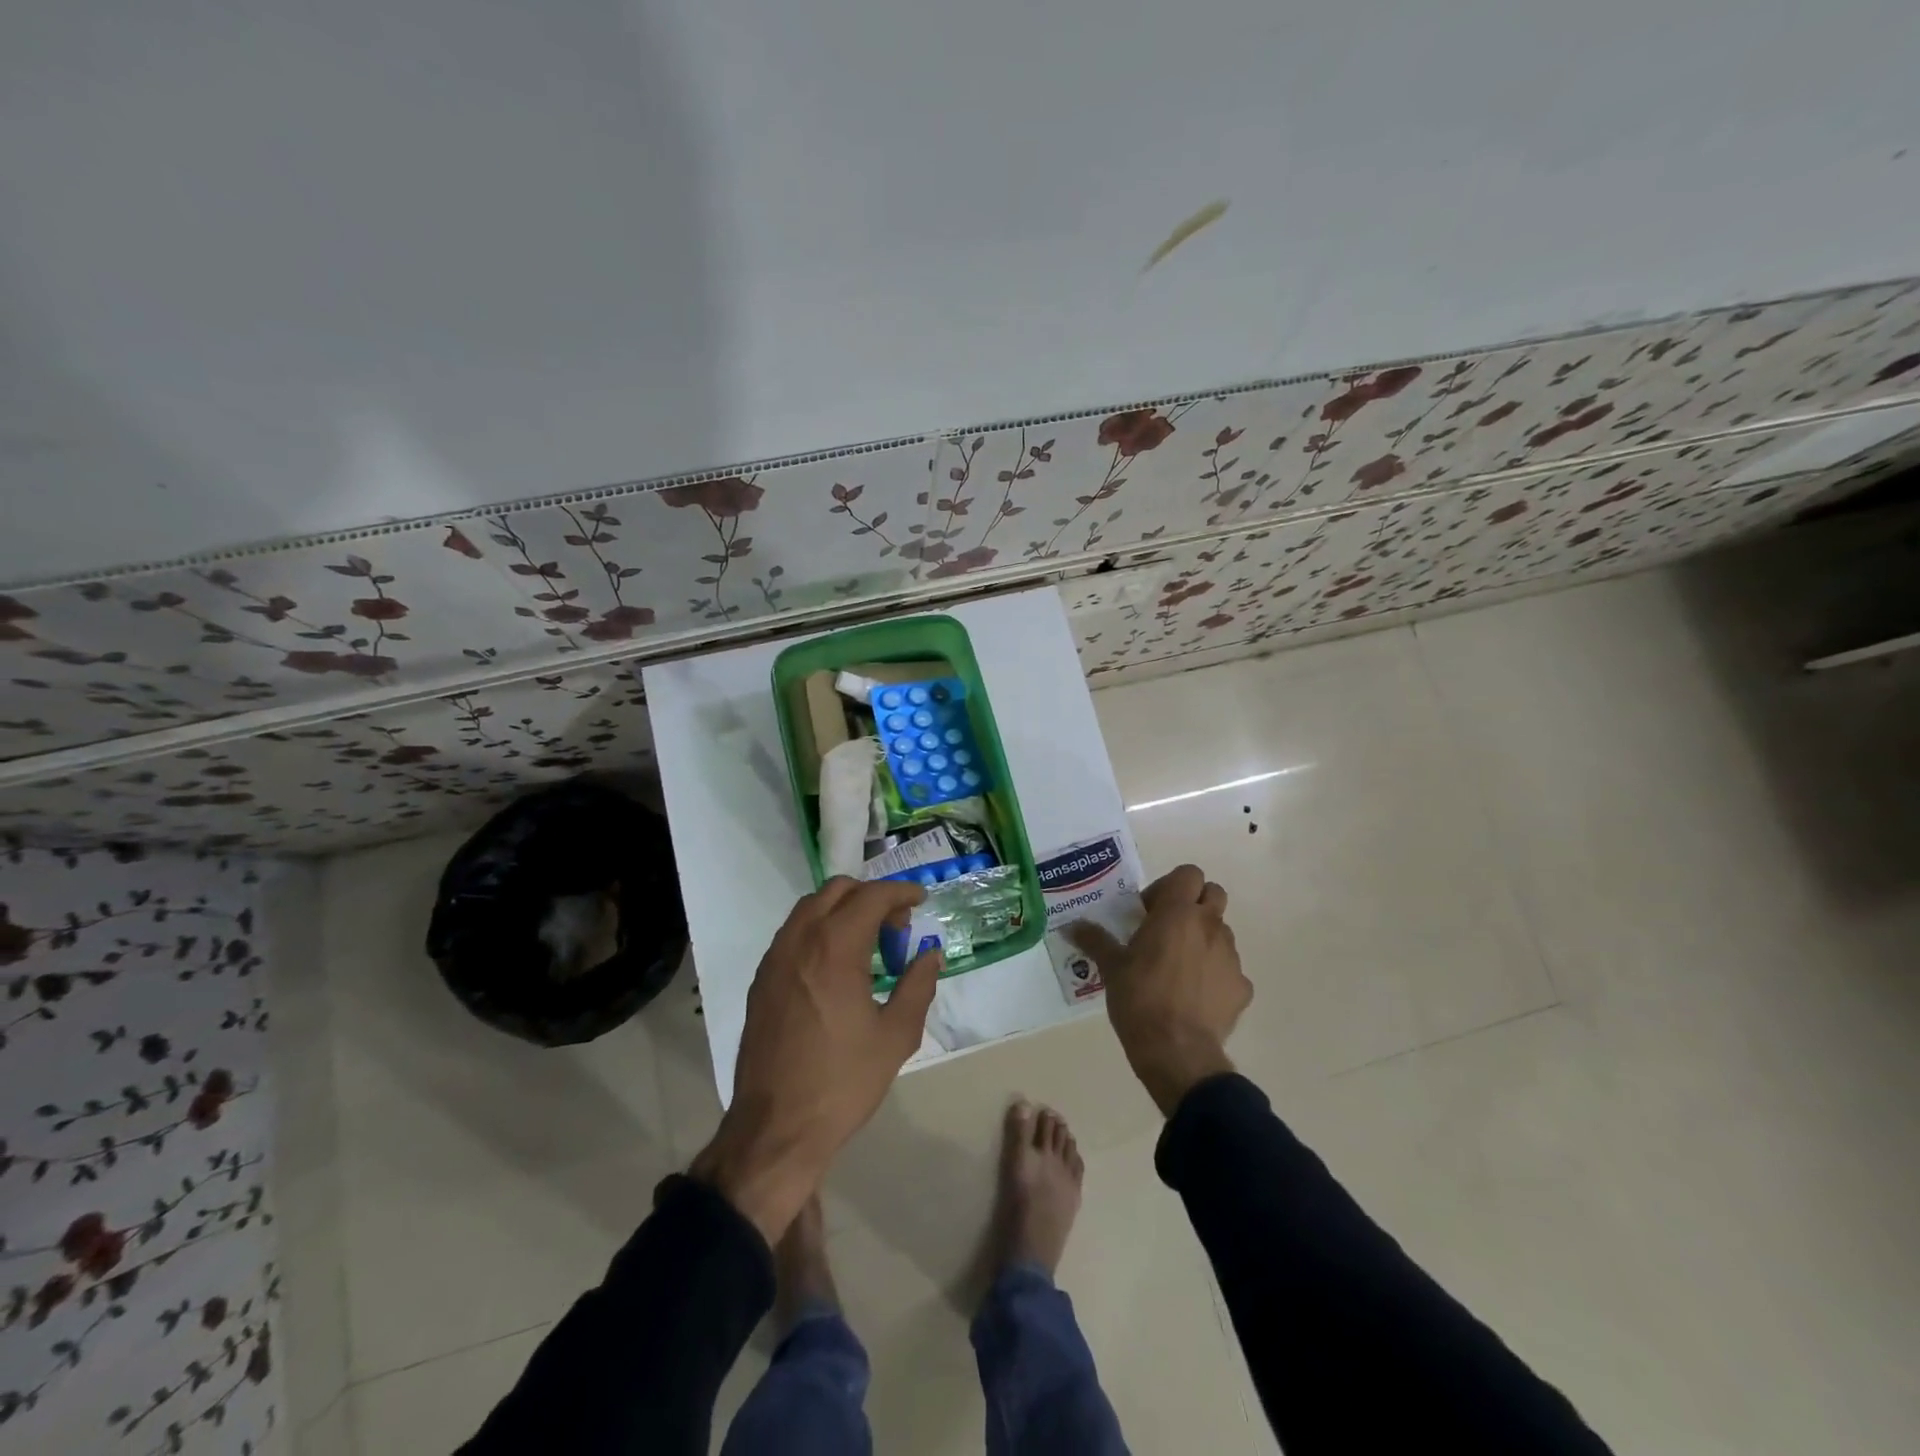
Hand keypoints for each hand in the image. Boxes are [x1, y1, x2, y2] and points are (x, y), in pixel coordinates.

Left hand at [690, 878, 941, 1242]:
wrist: (775, 1129)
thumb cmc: (842, 1082)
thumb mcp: (896, 1035)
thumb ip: (918, 986)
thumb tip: (930, 955)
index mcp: (835, 948)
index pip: (871, 896)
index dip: (900, 892)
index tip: (921, 900)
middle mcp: (800, 941)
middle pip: (837, 890)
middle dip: (871, 896)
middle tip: (896, 925)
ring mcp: (774, 959)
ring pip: (809, 908)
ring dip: (842, 909)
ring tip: (868, 942)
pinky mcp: (761, 981)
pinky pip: (792, 934)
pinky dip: (819, 930)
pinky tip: (835, 965)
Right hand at [1069, 864, 1251, 1115]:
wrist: (1177, 1052)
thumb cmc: (1139, 998)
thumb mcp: (1111, 967)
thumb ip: (1094, 940)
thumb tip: (1071, 926)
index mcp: (1177, 913)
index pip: (1189, 873)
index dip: (1169, 886)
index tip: (1149, 911)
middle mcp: (1209, 926)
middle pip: (1213, 893)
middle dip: (1194, 903)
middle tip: (1168, 928)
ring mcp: (1231, 957)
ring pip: (1222, 931)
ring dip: (1203, 938)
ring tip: (1178, 966)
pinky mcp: (1242, 987)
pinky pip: (1229, 969)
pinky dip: (1215, 974)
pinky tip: (1194, 996)